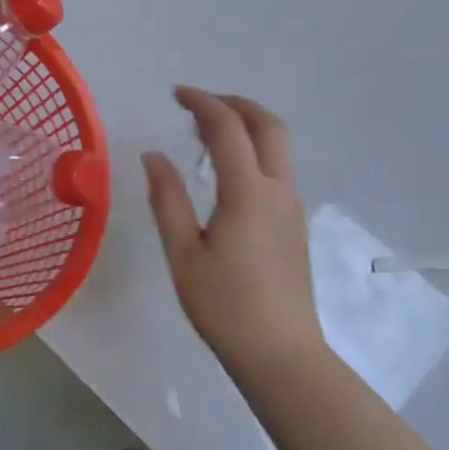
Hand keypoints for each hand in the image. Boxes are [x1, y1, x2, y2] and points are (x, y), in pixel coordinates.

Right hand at [142, 88, 324, 379]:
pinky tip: (227, 173)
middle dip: (235, 103)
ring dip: (247, 126)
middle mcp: (278, 190)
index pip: (228, 128)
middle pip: (268, 125)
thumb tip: (153, 156)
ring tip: (206, 135)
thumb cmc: (225, 307)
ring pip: (278, 146)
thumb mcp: (183, 254)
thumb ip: (167, 199)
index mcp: (248, 193)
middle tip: (199, 104)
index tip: (176, 94)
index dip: (202, 103)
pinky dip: (254, 151)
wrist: (282, 355)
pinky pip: (278, 169)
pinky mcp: (295, 225)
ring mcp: (292, 207)